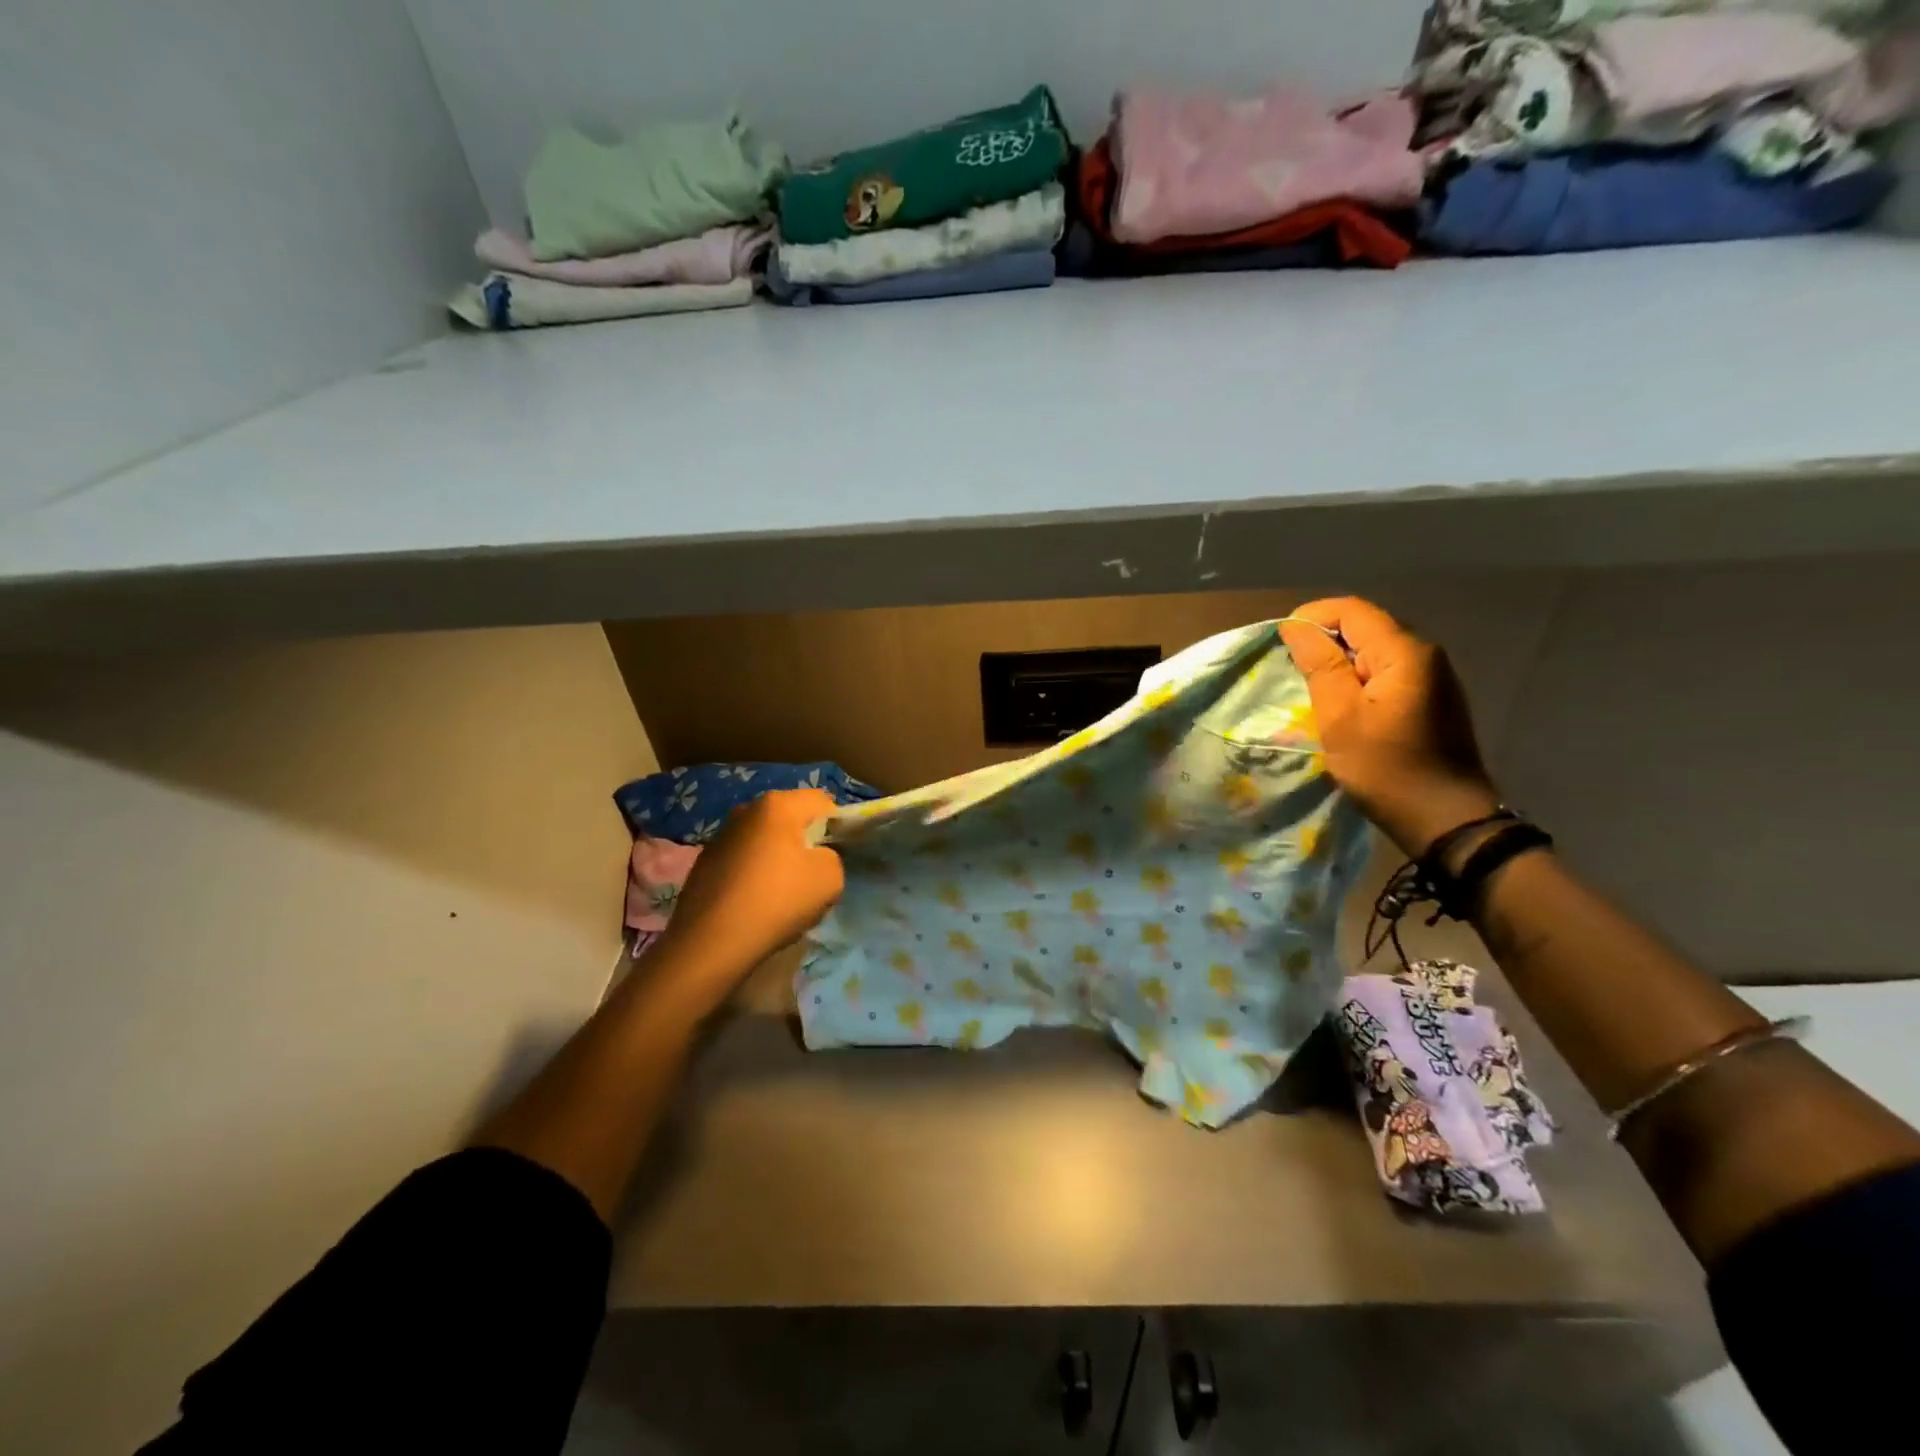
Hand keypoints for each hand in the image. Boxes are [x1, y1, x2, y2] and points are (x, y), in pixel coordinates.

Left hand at [660, 788, 845, 976]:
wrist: (711, 942)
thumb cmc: (777, 900)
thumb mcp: (831, 879)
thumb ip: (833, 857)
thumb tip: (817, 857)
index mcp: (778, 805)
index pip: (822, 802)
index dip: (837, 825)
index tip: (837, 855)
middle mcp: (746, 810)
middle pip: (791, 819)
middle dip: (805, 842)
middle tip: (812, 877)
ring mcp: (720, 836)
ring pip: (765, 841)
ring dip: (777, 859)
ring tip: (781, 895)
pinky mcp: (704, 863)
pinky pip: (743, 861)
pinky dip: (753, 875)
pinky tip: (754, 904)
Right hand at [1279, 598, 1501, 856]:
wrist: (1446, 820)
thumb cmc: (1386, 768)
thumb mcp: (1340, 716)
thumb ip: (1319, 665)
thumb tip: (1297, 626)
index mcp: (1404, 652)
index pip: (1351, 610)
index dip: (1312, 617)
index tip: (1281, 642)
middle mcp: (1425, 654)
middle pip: (1366, 626)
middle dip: (1325, 639)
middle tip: (1293, 669)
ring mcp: (1433, 677)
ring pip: (1375, 650)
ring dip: (1340, 661)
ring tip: (1313, 689)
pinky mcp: (1432, 700)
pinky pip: (1387, 672)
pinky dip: (1358, 678)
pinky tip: (1344, 705)